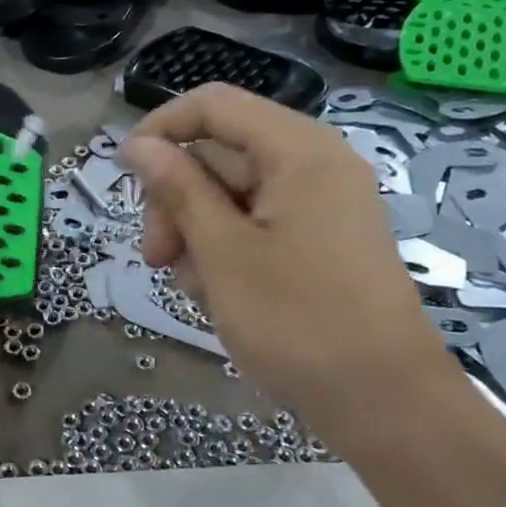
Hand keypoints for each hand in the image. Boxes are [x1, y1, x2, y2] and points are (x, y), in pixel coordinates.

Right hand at [120, 84, 456, 436]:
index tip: (123, 176)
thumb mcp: (222, 252)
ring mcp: (318, 204)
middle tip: (156, 257)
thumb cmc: (296, 320)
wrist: (382, 400)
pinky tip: (216, 295)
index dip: (160, 129)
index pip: (213, 105)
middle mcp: (313, 164)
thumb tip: (138, 145)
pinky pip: (254, 225)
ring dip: (195, 233)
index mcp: (297, 150)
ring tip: (192, 287)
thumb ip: (178, 190)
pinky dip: (224, 251)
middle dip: (176, 200)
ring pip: (230, 195)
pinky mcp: (318, 239)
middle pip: (218, 153)